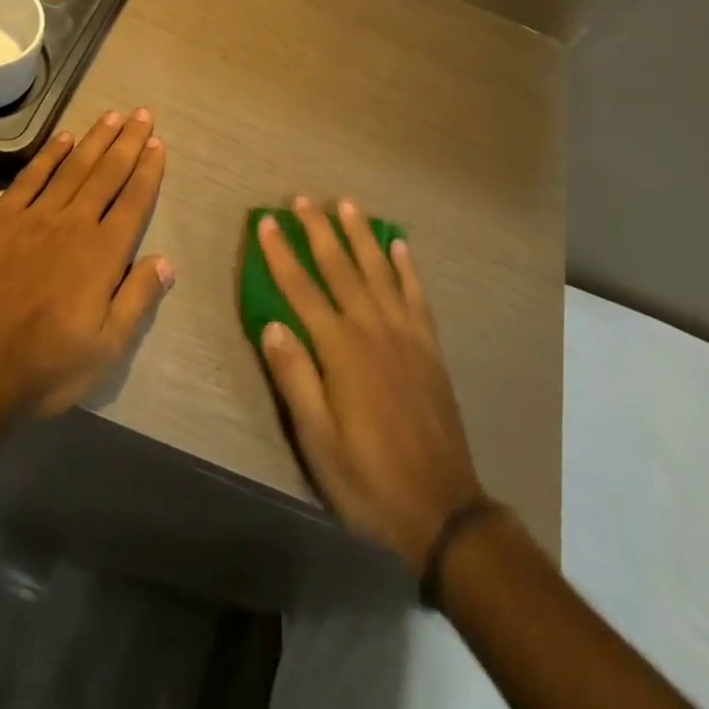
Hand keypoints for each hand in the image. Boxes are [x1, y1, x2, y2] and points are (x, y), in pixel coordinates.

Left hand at [0, 109, 173, 421]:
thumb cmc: (44, 368)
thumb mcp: (106, 350)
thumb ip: (137, 300)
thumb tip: (167, 261)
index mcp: (103, 254)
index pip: (134, 201)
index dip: (148, 171)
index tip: (158, 145)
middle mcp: (74, 225)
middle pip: (107, 174)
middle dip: (128, 142)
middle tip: (143, 114)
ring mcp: (33, 218)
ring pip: (73, 167)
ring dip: (95, 139)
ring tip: (113, 115)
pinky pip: (30, 178)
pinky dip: (49, 155)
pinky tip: (63, 139)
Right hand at [256, 198, 481, 573]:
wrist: (442, 509)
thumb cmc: (368, 478)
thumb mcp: (317, 441)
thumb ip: (295, 378)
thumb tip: (271, 325)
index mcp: (340, 349)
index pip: (302, 289)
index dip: (281, 254)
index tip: (266, 223)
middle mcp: (372, 328)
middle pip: (340, 267)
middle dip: (318, 230)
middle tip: (302, 199)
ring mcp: (405, 333)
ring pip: (378, 270)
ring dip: (359, 235)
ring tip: (345, 204)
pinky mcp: (429, 345)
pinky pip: (416, 293)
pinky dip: (406, 265)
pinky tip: (399, 244)